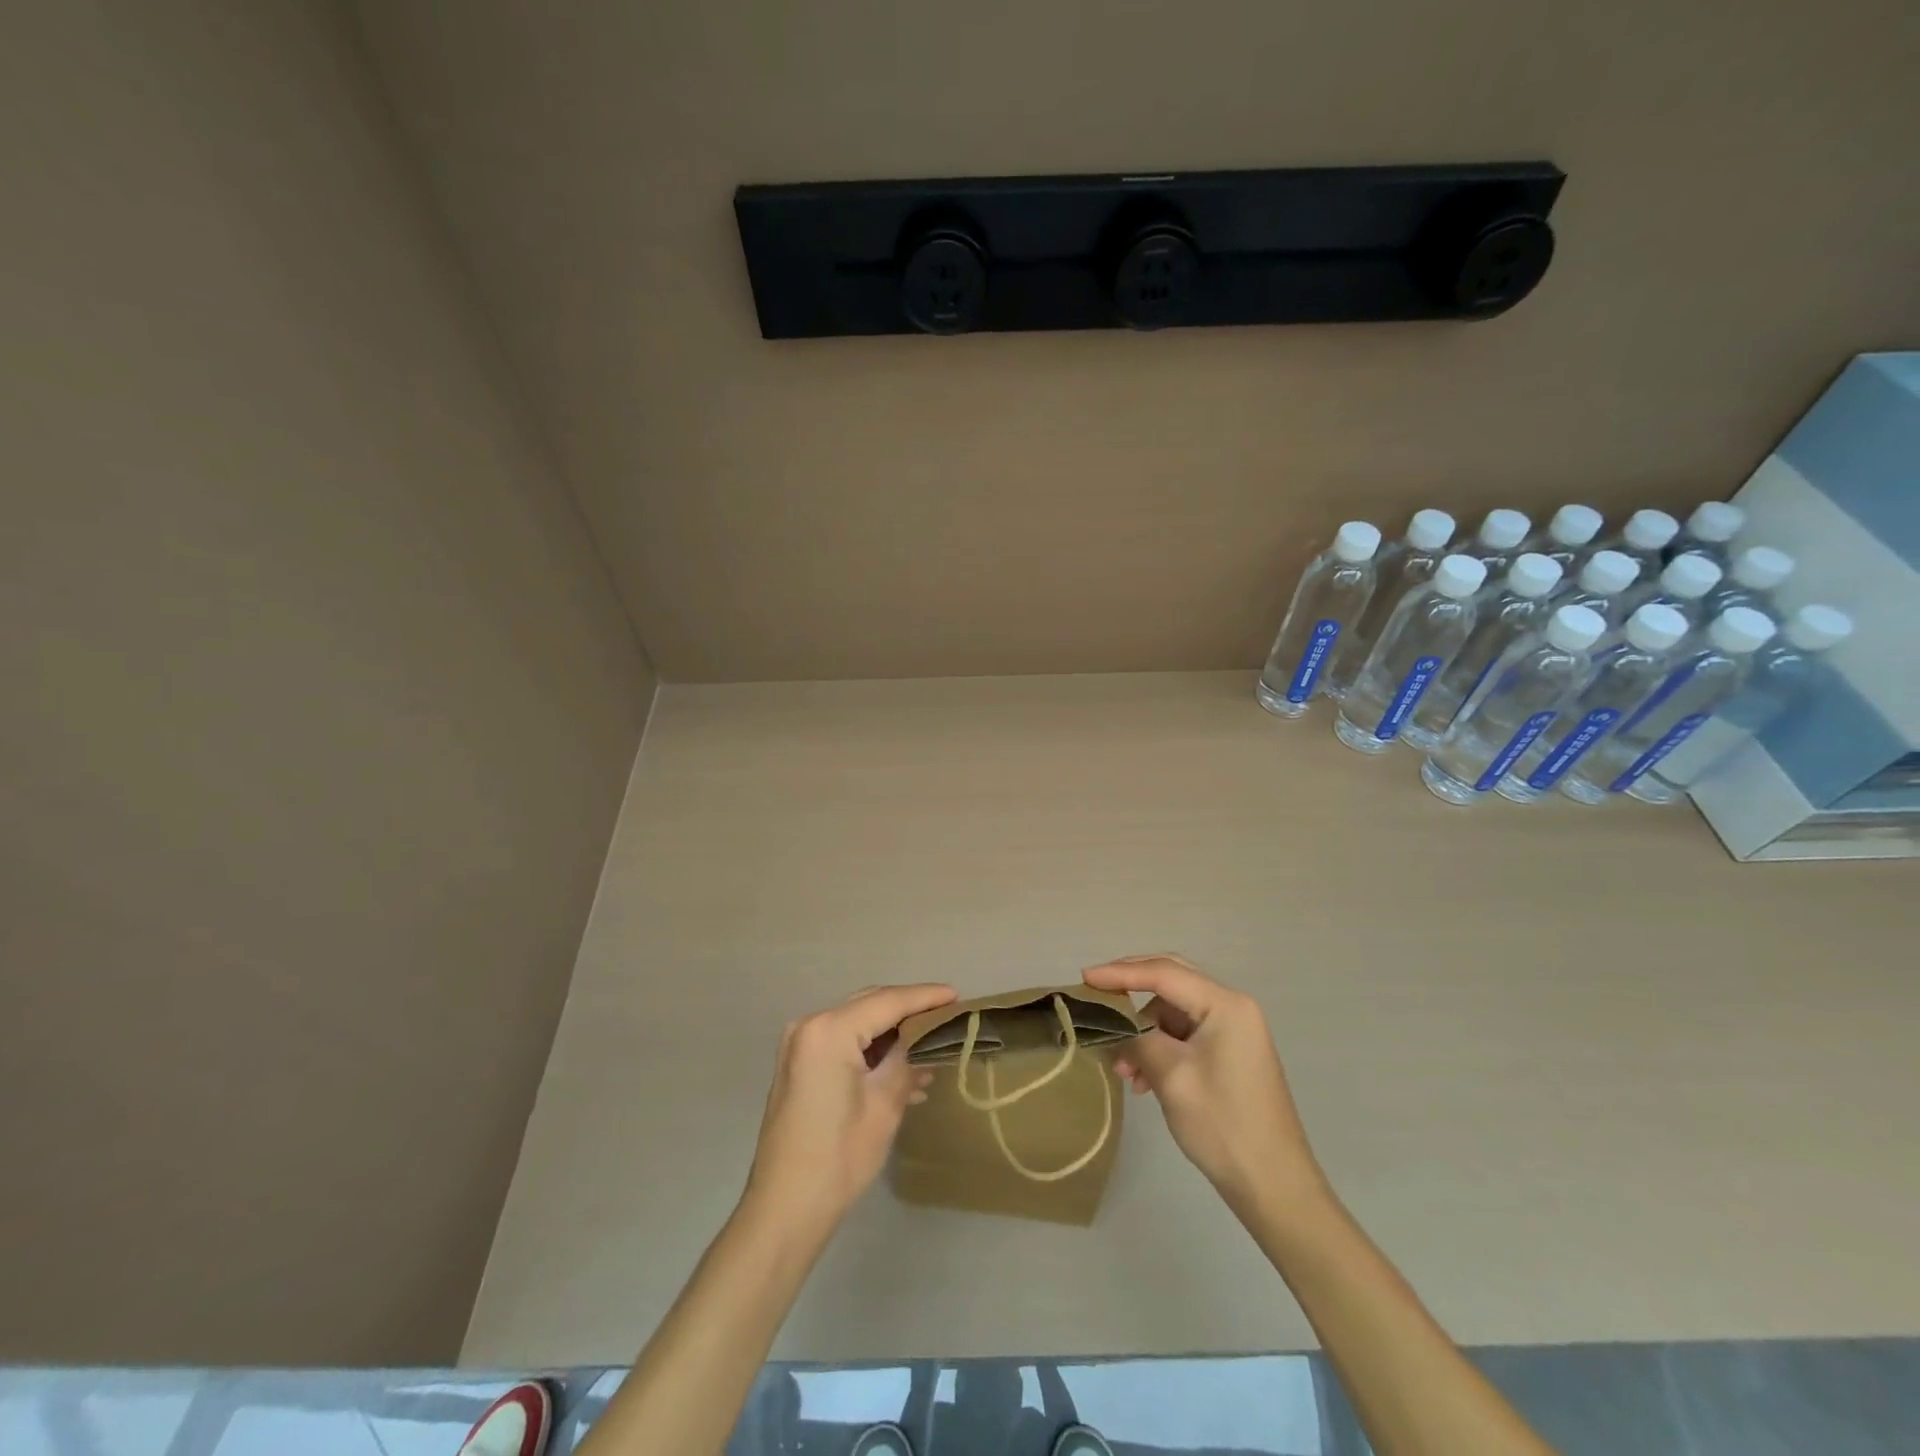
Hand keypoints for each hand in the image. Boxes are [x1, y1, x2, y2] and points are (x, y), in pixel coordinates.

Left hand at [744, 983, 956, 1232]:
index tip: (957, 996)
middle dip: (909, 1011)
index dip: (925, 997)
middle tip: (947, 1018)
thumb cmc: (839, 1157)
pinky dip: (872, 1051)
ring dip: (892, 1035)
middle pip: (870, 1005)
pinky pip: (844, 1043)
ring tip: (931, 1052)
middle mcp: (810, 1026)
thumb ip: (909, 1059)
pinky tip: (903, 1073)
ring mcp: (801, 1045)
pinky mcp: (800, 1065)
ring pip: (858, 1023)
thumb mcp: (884, 1104)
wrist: (785, 1209)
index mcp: (829, 1030)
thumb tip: (932, 1037)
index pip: (887, 1001)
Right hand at [1084, 955, 1324, 1214]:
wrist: (1275, 1187)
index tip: (1085, 978)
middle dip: (1132, 989)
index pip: (1163, 973)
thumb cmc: (1223, 1125)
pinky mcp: (1231, 1053)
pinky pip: (1185, 1034)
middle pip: (1172, 981)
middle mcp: (1233, 1007)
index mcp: (1225, 1005)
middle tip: (1097, 997)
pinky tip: (1143, 1079)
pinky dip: (1160, 1048)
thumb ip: (1137, 1038)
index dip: (1120, 972)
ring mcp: (1234, 1031)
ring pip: (1175, 1012)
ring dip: (1144, 1032)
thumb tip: (1113, 1023)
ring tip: (1124, 1070)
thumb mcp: (1171, 1076)